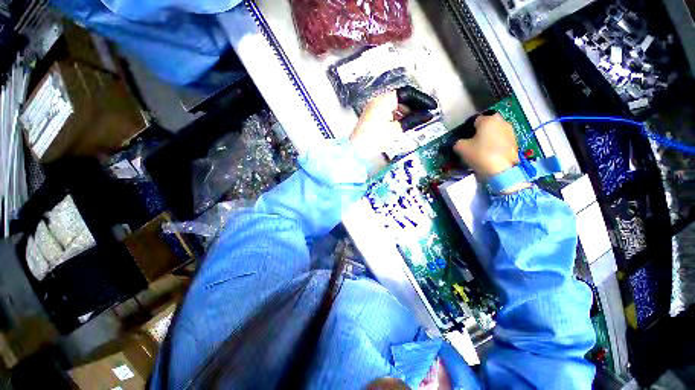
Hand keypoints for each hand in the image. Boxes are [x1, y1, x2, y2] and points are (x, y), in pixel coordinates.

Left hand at [350, 86, 437, 160]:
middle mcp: (378, 100)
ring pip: (395, 105)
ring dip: (407, 112)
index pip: (407, 93)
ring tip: (417, 121)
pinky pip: (389, 111)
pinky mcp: (372, 115)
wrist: (356, 151)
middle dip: (415, 106)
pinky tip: (404, 124)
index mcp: (384, 100)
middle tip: (426, 115)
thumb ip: (412, 120)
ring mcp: (374, 107)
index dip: (422, 99)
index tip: (432, 107)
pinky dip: (398, 116)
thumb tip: (428, 115)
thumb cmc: (374, 140)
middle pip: (401, 98)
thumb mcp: (395, 130)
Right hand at [453, 112, 521, 179]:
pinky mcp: (515, 142)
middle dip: (479, 132)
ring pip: (494, 132)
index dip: (467, 129)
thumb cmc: (479, 154)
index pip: (474, 120)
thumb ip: (456, 142)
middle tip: (471, 144)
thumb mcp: (460, 148)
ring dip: (488, 138)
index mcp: (488, 119)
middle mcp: (501, 121)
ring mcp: (510, 132)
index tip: (463, 139)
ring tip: (480, 150)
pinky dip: (495, 145)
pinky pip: (501, 140)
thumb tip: (457, 142)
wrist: (501, 170)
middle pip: (486, 125)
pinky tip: (489, 154)